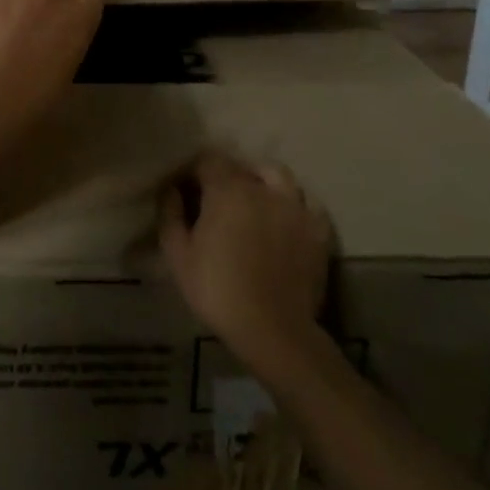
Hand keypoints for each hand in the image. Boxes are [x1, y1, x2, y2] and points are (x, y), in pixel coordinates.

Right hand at [160, 154, 333, 374]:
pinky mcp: (318, 230)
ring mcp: (295, 207)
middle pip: (242, 167)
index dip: (195, 172)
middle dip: (226, 177)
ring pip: (279, 176)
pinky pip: (308, 203)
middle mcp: (263, 188)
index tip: (187, 191)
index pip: (208, 160)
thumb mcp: (178, 256)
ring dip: (263, 181)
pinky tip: (286, 219)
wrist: (273, 329)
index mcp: (227, 190)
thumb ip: (171, 215)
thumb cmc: (218, 290)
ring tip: (255, 200)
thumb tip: (171, 189)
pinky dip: (295, 204)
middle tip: (217, 202)